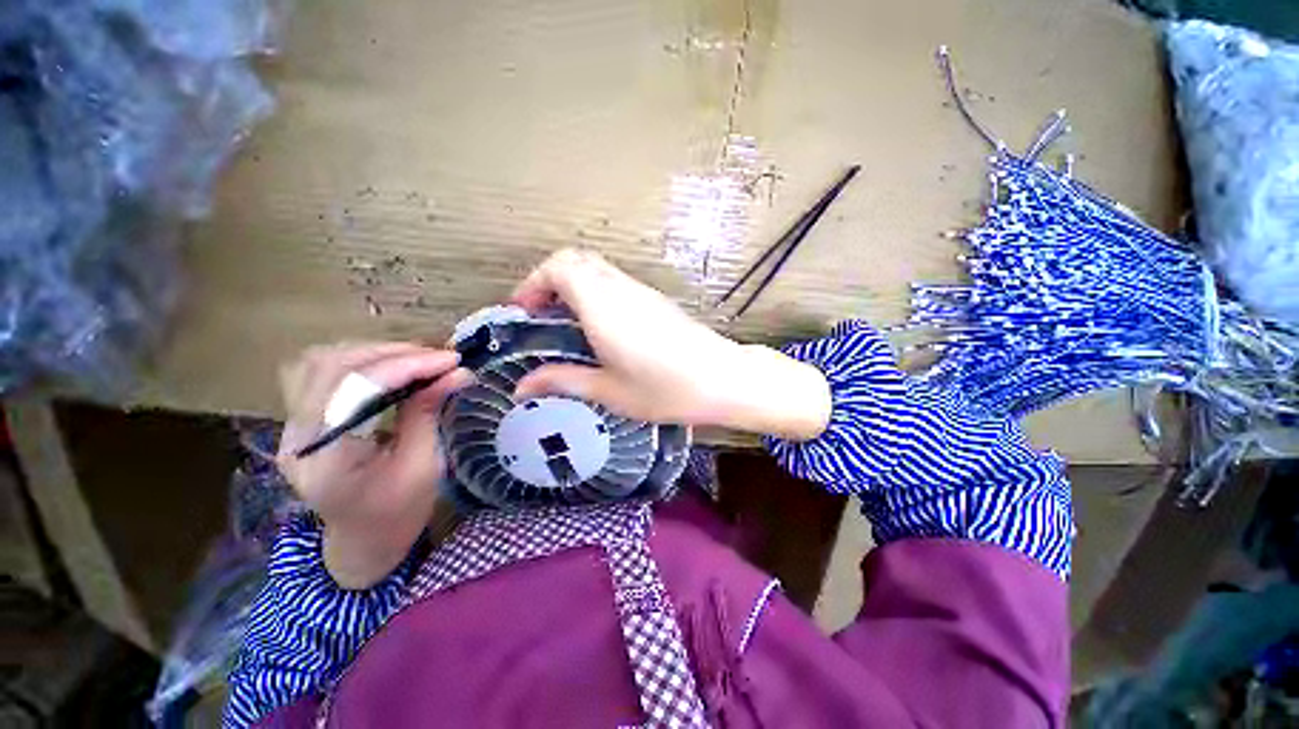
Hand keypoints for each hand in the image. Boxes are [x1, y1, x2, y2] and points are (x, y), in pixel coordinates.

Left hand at [277, 343, 473, 587]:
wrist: (364, 541)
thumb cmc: (398, 513)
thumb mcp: (423, 466)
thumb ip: (429, 413)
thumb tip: (459, 373)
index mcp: (327, 459)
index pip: (356, 389)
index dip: (406, 366)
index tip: (451, 361)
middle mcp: (298, 436)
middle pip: (332, 366)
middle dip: (393, 353)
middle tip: (440, 357)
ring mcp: (293, 426)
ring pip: (322, 362)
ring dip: (375, 352)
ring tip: (420, 358)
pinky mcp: (303, 420)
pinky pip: (324, 373)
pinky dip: (362, 361)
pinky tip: (394, 366)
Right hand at [511, 249, 831, 440]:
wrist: (722, 379)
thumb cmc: (664, 389)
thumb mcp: (608, 390)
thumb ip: (563, 381)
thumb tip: (523, 386)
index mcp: (602, 305)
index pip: (558, 266)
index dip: (532, 282)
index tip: (522, 311)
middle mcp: (620, 289)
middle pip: (575, 260)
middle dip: (549, 280)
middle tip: (540, 315)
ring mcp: (641, 291)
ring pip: (596, 269)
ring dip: (572, 286)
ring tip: (564, 325)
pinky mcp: (655, 300)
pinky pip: (615, 283)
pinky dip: (594, 293)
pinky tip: (598, 329)